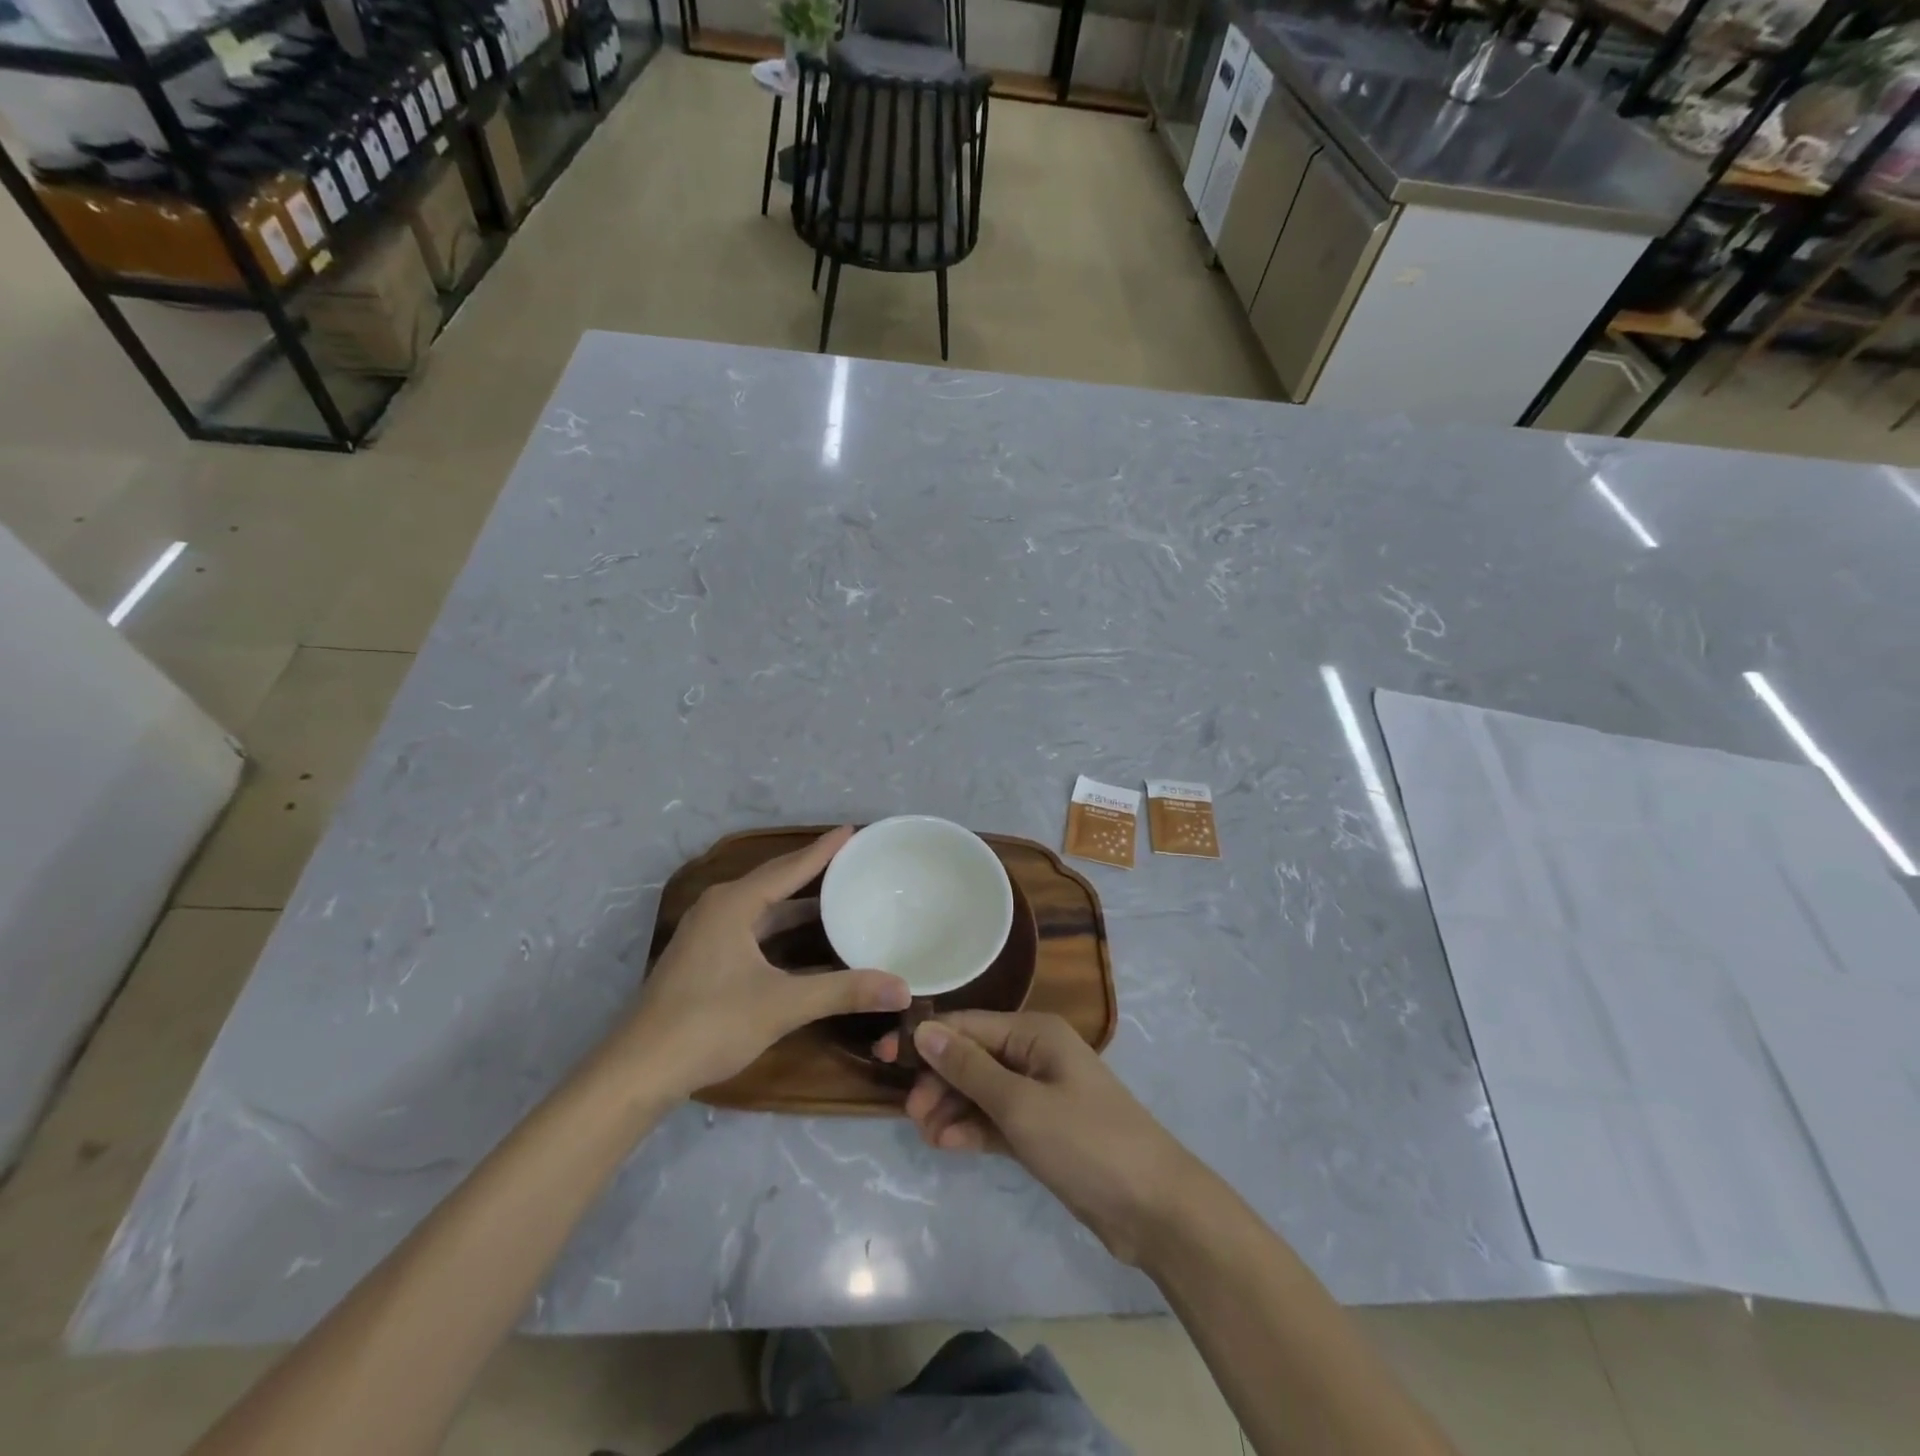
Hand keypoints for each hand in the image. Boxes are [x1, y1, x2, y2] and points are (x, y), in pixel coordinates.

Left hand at [615, 827, 909, 1098]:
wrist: (640, 1070)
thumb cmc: (711, 1024)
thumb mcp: (783, 1005)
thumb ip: (844, 992)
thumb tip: (902, 987)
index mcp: (734, 904)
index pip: (789, 867)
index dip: (823, 850)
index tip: (852, 831)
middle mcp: (719, 908)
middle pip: (774, 880)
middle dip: (812, 870)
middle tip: (851, 860)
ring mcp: (707, 933)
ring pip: (762, 907)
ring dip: (796, 902)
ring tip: (836, 895)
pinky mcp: (703, 957)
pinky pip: (751, 926)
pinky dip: (780, 926)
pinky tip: (802, 939)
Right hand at [881, 1011, 1197, 1265]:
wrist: (1154, 1209)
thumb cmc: (1086, 1143)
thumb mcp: (1021, 1104)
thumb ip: (970, 1068)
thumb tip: (924, 1030)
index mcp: (1035, 1033)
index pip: (968, 1025)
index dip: (926, 1039)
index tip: (883, 1057)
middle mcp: (1036, 1054)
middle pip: (973, 1057)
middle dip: (939, 1080)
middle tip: (910, 1114)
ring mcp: (1041, 1093)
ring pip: (982, 1090)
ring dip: (952, 1107)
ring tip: (926, 1135)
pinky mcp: (1043, 1130)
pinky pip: (997, 1119)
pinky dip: (973, 1129)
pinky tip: (949, 1144)